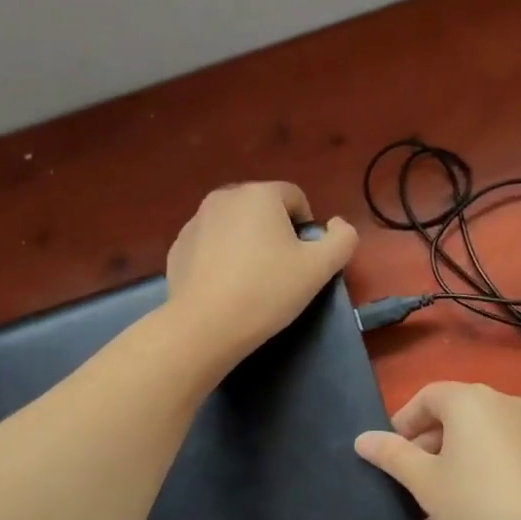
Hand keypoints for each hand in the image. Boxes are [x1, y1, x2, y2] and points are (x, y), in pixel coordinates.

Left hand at [164, 182, 357, 371]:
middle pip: (263, 209)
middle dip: (275, 233)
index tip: (303, 261)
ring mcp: (196, 221)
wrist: (205, 326)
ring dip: (247, 244)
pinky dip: (221, 258)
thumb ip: (342, 239)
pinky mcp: (178, 246)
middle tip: (280, 272)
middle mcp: (224, 197)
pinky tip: (225, 288)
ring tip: (251, 282)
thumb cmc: (267, 291)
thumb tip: (337, 225)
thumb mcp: (320, 268)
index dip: (306, 228)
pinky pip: (211, 244)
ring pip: (235, 226)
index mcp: (259, 194)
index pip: (295, 197)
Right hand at [354, 382, 520, 519]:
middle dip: (426, 445)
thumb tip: (362, 439)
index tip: (389, 456)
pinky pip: (500, 451)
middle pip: (453, 414)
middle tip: (410, 483)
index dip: (402, 423)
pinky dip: (478, 469)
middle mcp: (503, 403)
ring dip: (450, 462)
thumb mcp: (426, 484)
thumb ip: (392, 456)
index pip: (426, 397)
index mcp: (471, 400)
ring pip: (476, 436)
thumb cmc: (479, 507)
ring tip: (435, 505)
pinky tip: (469, 511)